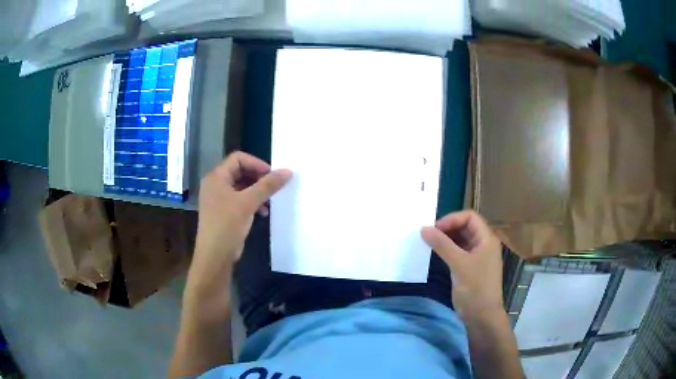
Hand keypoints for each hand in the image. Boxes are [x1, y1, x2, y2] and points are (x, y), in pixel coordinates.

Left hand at [187, 152, 291, 298]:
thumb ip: (268, 186)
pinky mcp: (223, 211)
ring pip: (242, 186)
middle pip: (240, 171)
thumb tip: (288, 171)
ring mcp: (218, 198)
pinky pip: (240, 199)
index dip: (257, 164)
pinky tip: (263, 213)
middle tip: (274, 187)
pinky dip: (252, 202)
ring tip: (270, 202)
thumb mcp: (248, 203)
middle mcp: (216, 184)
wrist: (214, 256)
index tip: (272, 175)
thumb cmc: (227, 225)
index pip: (238, 158)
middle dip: (259, 178)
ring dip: (257, 191)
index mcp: (217, 177)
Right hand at [421, 210, 503, 320]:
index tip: (435, 228)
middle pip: (465, 226)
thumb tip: (423, 228)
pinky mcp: (470, 267)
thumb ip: (442, 245)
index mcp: (486, 238)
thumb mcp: (459, 264)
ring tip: (429, 243)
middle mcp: (483, 244)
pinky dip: (447, 250)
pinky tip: (436, 253)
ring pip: (461, 239)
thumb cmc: (475, 288)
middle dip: (448, 228)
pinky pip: (458, 252)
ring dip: (446, 239)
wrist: (482, 316)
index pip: (470, 217)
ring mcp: (477, 256)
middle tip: (429, 235)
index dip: (452, 219)